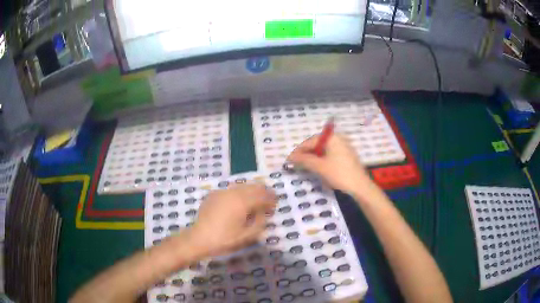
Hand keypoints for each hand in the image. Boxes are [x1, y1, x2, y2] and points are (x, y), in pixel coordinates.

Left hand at [190, 184, 275, 256]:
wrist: (199, 238)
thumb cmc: (224, 239)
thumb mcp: (247, 236)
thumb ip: (260, 223)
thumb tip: (263, 213)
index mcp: (242, 202)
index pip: (262, 196)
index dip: (271, 199)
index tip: (276, 204)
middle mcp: (233, 193)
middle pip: (253, 187)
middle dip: (263, 192)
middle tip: (268, 200)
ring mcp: (222, 192)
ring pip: (241, 186)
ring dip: (251, 191)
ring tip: (255, 200)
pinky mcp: (213, 195)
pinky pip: (230, 190)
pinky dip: (239, 193)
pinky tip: (238, 202)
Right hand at [287, 133, 372, 193]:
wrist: (360, 186)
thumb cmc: (339, 173)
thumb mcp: (320, 167)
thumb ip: (304, 160)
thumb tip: (290, 157)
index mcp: (332, 138)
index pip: (311, 141)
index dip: (299, 151)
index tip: (289, 160)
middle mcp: (339, 139)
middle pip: (318, 145)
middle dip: (306, 154)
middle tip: (296, 164)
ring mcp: (344, 147)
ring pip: (324, 151)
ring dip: (314, 158)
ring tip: (305, 167)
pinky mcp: (347, 156)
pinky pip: (331, 155)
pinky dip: (322, 161)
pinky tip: (318, 168)